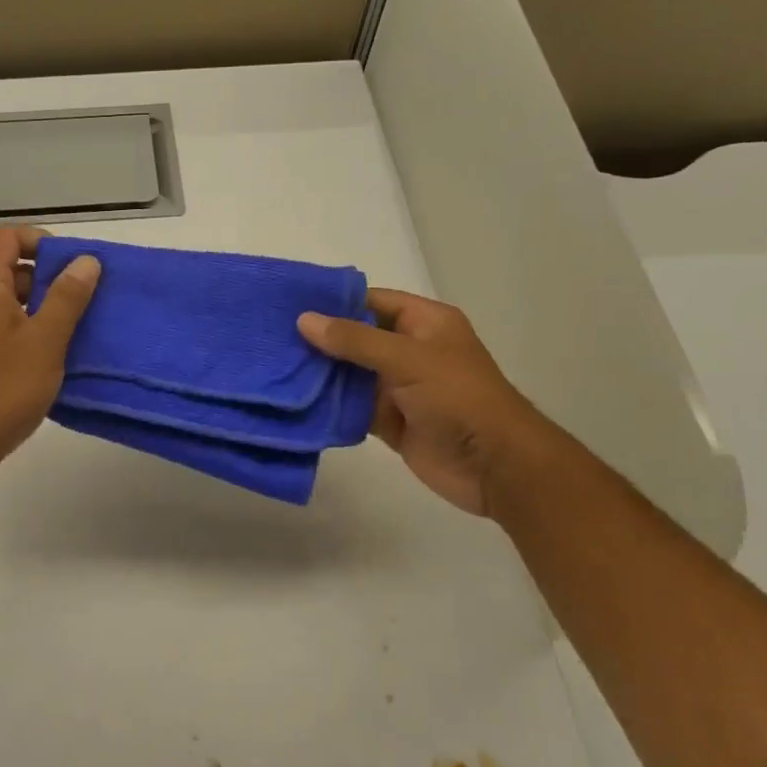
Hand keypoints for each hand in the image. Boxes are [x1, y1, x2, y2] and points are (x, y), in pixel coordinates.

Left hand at [0, 227, 100, 488]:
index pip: (6, 236)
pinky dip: (29, 330)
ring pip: (8, 300)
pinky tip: (55, 356)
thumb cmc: (3, 388)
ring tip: (77, 329)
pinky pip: (2, 327)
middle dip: (49, 276)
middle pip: (8, 266)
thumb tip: (86, 261)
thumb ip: (67, 297)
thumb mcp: (45, 340)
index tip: (73, 267)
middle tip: (84, 300)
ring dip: (42, 307)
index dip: (41, 242)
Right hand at [297, 288, 554, 516]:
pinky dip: (330, 405)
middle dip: (320, 339)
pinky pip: (353, 407)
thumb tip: (304, 320)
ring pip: (351, 374)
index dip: (335, 301)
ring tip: (274, 366)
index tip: (290, 304)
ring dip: (320, 373)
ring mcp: (399, 388)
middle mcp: (410, 351)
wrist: (493, 466)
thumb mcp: (407, 359)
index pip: (373, 301)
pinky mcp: (390, 422)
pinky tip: (295, 401)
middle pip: (357, 338)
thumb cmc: (458, 398)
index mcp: (425, 323)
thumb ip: (355, 340)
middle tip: (272, 337)